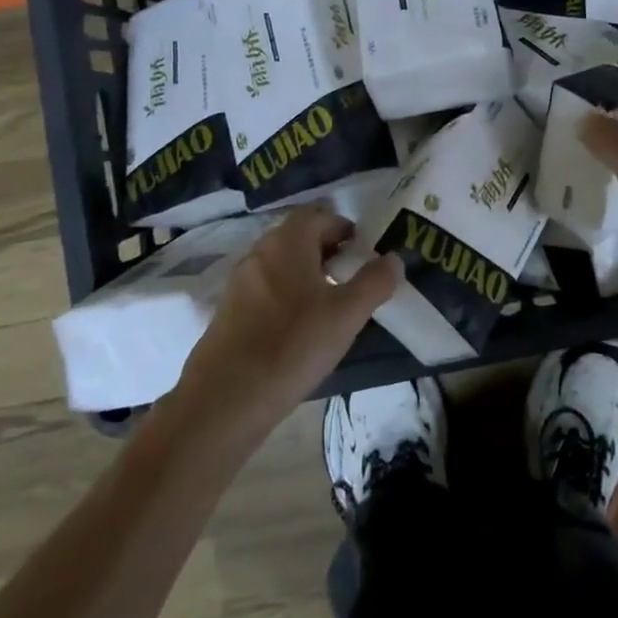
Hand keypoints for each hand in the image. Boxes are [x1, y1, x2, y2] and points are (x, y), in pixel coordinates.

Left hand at [180, 209, 400, 428]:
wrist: (224, 401)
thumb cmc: (292, 346)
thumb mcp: (347, 315)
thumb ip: (375, 282)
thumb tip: (393, 258)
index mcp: (288, 242)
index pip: (319, 216)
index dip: (345, 230)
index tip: (364, 254)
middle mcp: (260, 252)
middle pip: (298, 237)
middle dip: (327, 251)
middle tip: (351, 277)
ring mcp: (239, 282)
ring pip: (281, 264)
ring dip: (306, 274)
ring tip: (329, 305)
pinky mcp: (227, 312)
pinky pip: (264, 289)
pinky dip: (285, 297)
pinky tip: (297, 330)